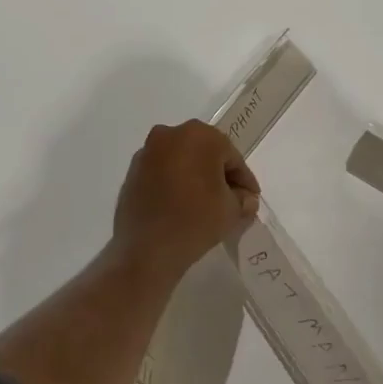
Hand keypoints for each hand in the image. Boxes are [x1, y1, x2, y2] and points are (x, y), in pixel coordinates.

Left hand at [112, 120, 260, 282]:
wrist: (147, 249)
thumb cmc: (196, 221)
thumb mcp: (233, 211)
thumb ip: (243, 199)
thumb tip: (244, 198)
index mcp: (199, 135)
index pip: (232, 157)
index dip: (244, 180)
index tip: (250, 199)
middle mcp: (170, 134)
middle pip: (205, 154)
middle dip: (219, 175)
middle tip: (230, 200)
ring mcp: (147, 152)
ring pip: (181, 161)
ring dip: (195, 178)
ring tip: (204, 204)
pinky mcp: (132, 172)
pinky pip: (162, 173)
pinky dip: (174, 184)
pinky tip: (181, 206)